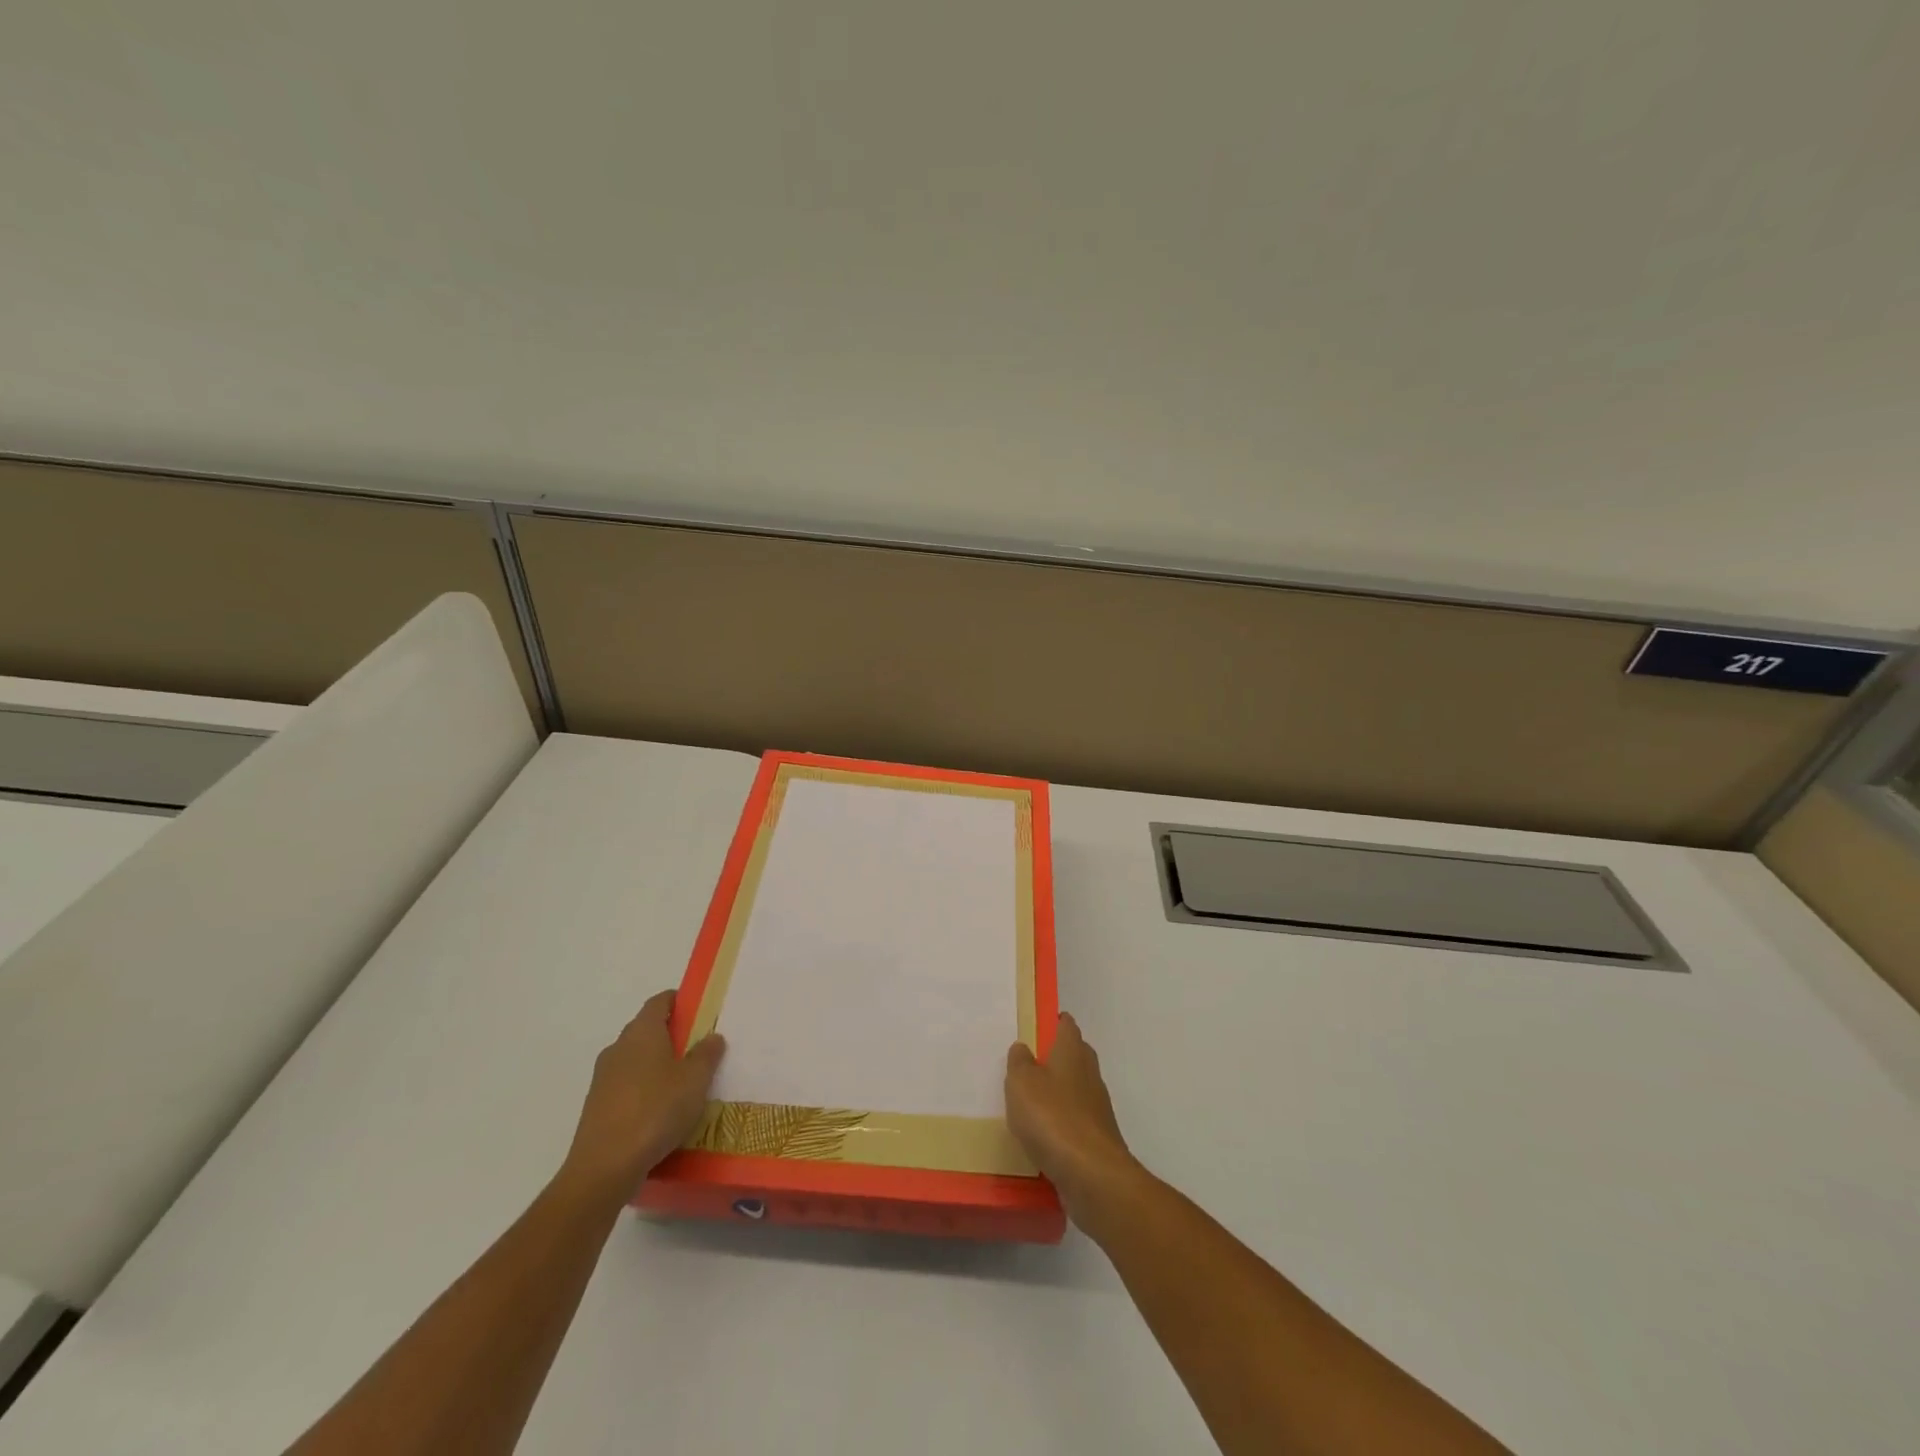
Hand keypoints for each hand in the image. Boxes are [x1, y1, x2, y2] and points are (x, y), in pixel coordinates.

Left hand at [560, 990, 725, 1205]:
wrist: (604, 1168)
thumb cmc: (655, 1111)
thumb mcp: (694, 1081)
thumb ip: (706, 1054)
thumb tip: (712, 1036)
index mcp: (642, 1032)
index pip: (659, 1001)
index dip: (679, 1001)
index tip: (698, 1010)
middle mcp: (618, 1047)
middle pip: (646, 1030)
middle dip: (671, 1035)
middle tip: (699, 1049)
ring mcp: (603, 1078)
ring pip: (635, 1060)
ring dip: (657, 1065)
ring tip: (683, 1084)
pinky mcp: (596, 1107)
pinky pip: (626, 1087)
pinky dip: (644, 1090)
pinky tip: (660, 1112)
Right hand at [1006, 1013, 1140, 1225]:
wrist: (1092, 1176)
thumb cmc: (1052, 1118)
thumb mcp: (1021, 1083)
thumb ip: (1019, 1062)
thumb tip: (1023, 1047)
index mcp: (1072, 1051)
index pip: (1066, 1025)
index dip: (1052, 1021)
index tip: (1035, 1024)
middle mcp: (1089, 1073)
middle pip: (1074, 1055)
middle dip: (1054, 1056)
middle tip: (1025, 1063)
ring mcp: (1096, 1107)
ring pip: (1074, 1089)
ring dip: (1056, 1091)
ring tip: (1027, 1101)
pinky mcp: (1096, 1138)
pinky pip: (1074, 1120)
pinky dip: (1060, 1122)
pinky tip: (1041, 1134)